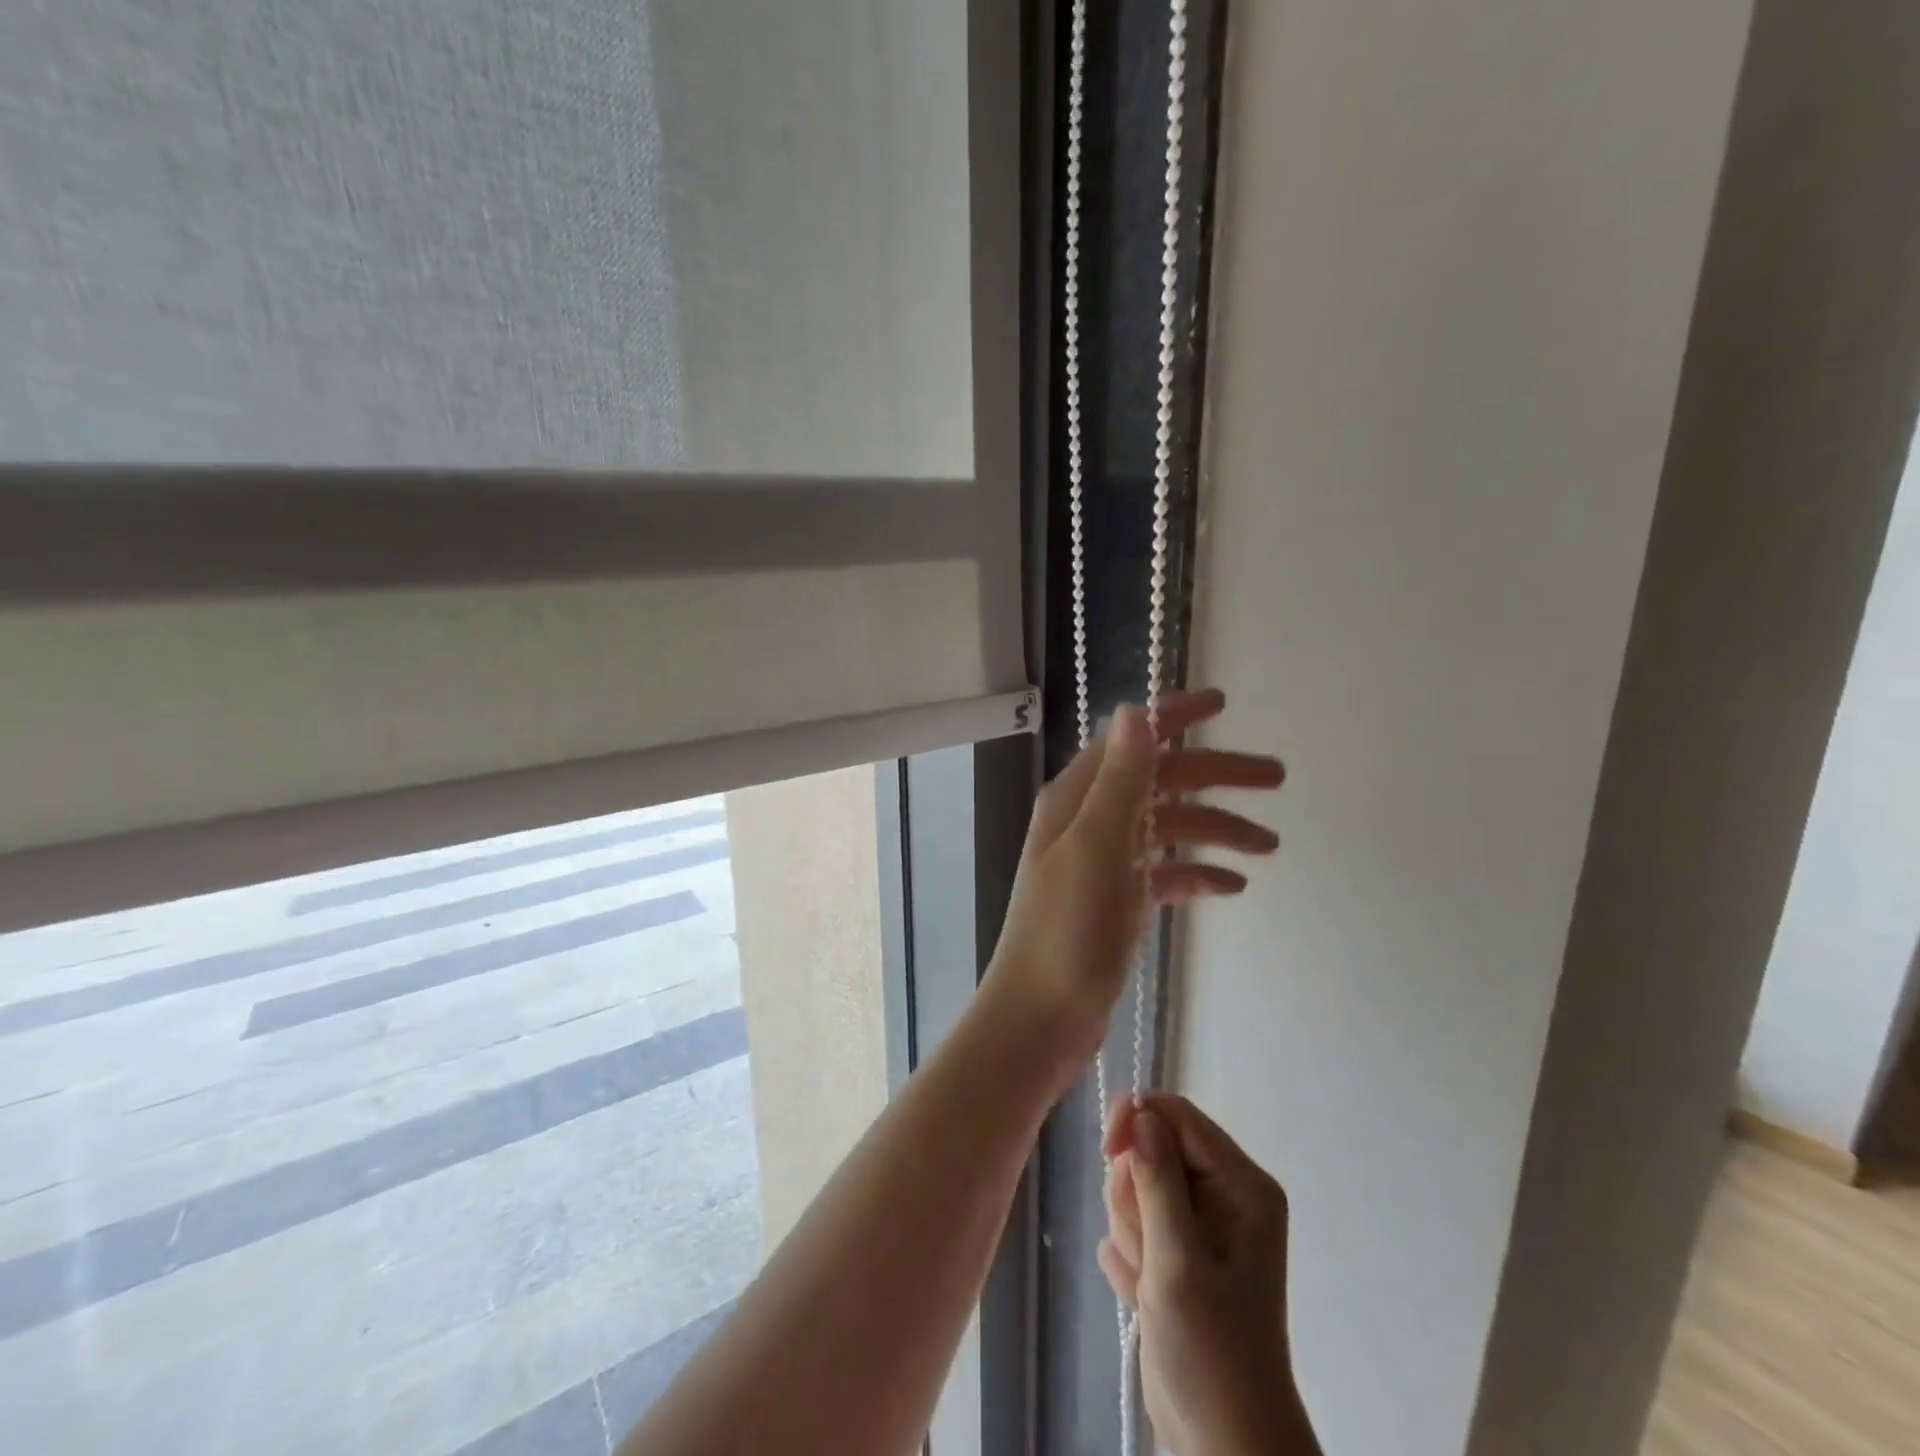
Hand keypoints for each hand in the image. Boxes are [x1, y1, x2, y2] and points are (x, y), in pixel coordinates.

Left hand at [982, 688, 1283, 1061]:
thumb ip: (1120, 780)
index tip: (1223, 704)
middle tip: (1276, 779)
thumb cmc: (1067, 931)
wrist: (1040, 1018)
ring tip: (1269, 846)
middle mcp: (1087, 822)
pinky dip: (1196, 872)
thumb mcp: (1098, 847)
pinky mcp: (1115, 901)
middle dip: (1214, 775)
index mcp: (1076, 799)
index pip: (1130, 739)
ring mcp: (1102, 863)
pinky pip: (1163, 873)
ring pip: (1166, 828)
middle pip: (1159, 781)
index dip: (1173, 716)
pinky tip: (1233, 886)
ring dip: (1215, 828)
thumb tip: (1135, 710)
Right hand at [1101, 1095, 1321, 1455]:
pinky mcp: (1175, 1247)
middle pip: (1152, 1146)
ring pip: (1136, 1182)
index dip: (1137, 1121)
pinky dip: (1130, 1253)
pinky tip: (1145, 1292)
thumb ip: (1158, 1182)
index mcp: (1241, 1185)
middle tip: (1146, 1247)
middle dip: (1134, 1193)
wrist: (1220, 1444)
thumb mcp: (1178, 1263)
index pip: (1178, 1115)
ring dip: (1130, 1229)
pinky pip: (1133, 1219)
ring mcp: (1199, 1222)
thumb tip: (1140, 1112)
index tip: (1105, 1150)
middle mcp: (1224, 1193)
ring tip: (1149, 1279)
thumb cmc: (1211, 1353)